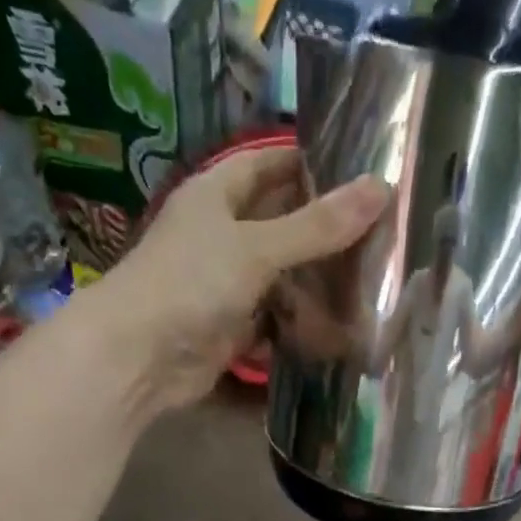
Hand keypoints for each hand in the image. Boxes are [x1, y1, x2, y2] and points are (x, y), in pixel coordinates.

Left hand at [108, 146, 386, 411]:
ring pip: (279, 275)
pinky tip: (337, 325)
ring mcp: (224, 284)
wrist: (140, 357)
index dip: (312, 162)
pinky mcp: (230, 328)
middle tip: (380, 231)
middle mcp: (220, 234)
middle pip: (280, 222)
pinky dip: (298, 323)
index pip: (271, 163)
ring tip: (370, 279)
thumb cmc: (192, 284)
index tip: (361, 171)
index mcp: (217, 194)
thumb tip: (381, 189)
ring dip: (314, 280)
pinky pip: (272, 319)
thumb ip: (317, 226)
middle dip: (322, 228)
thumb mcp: (258, 247)